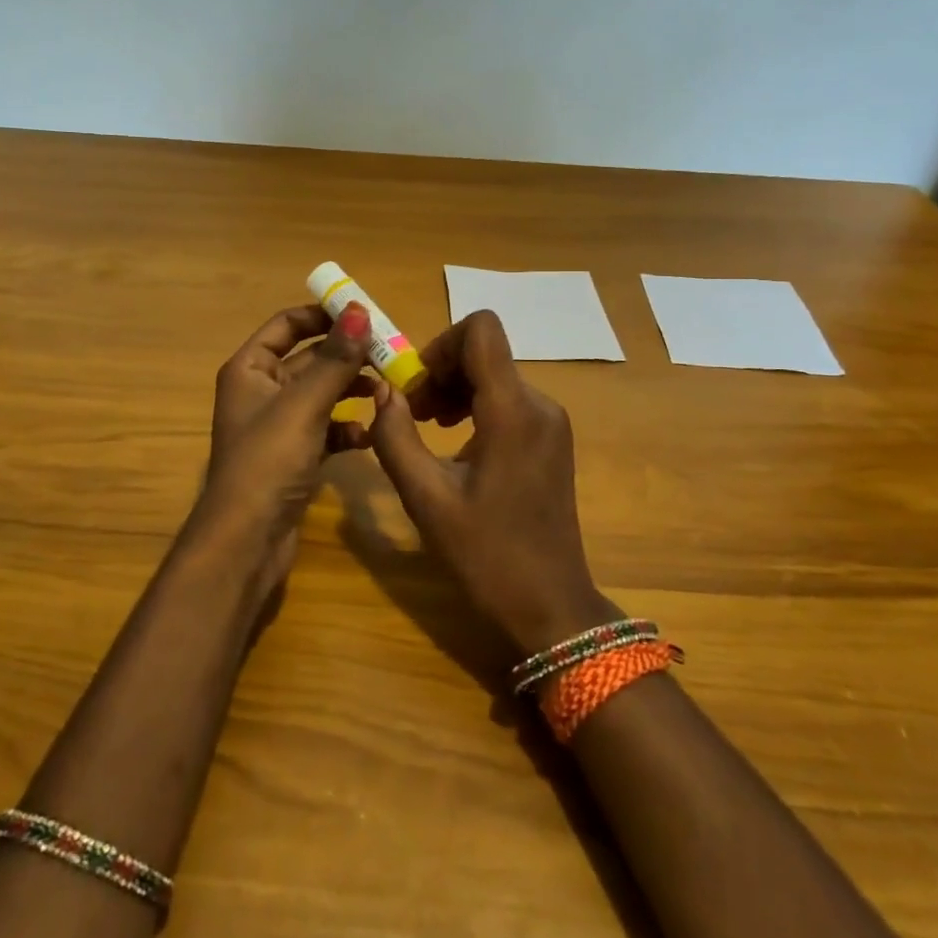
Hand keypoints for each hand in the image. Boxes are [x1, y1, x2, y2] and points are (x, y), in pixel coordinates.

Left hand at [187, 302, 374, 591]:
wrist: (246, 542)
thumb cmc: (268, 462)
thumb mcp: (304, 405)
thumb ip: (335, 359)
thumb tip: (360, 311)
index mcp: (250, 368)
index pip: (288, 324)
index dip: (324, 315)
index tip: (367, 313)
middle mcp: (261, 390)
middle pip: (310, 358)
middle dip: (348, 355)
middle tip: (391, 353)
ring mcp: (278, 425)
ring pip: (322, 394)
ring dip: (352, 390)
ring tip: (388, 390)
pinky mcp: (294, 455)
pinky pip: (326, 429)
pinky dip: (347, 429)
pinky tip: (369, 436)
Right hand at [368, 309, 614, 655]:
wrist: (551, 607)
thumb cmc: (487, 557)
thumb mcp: (426, 499)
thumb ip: (396, 437)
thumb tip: (384, 390)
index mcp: (513, 411)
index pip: (481, 330)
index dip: (440, 343)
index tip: (416, 385)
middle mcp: (539, 404)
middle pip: (485, 351)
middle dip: (441, 372)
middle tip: (412, 415)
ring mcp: (551, 421)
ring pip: (495, 374)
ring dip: (456, 389)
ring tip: (429, 430)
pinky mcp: (552, 438)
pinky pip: (509, 399)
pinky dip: (477, 407)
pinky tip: (458, 445)